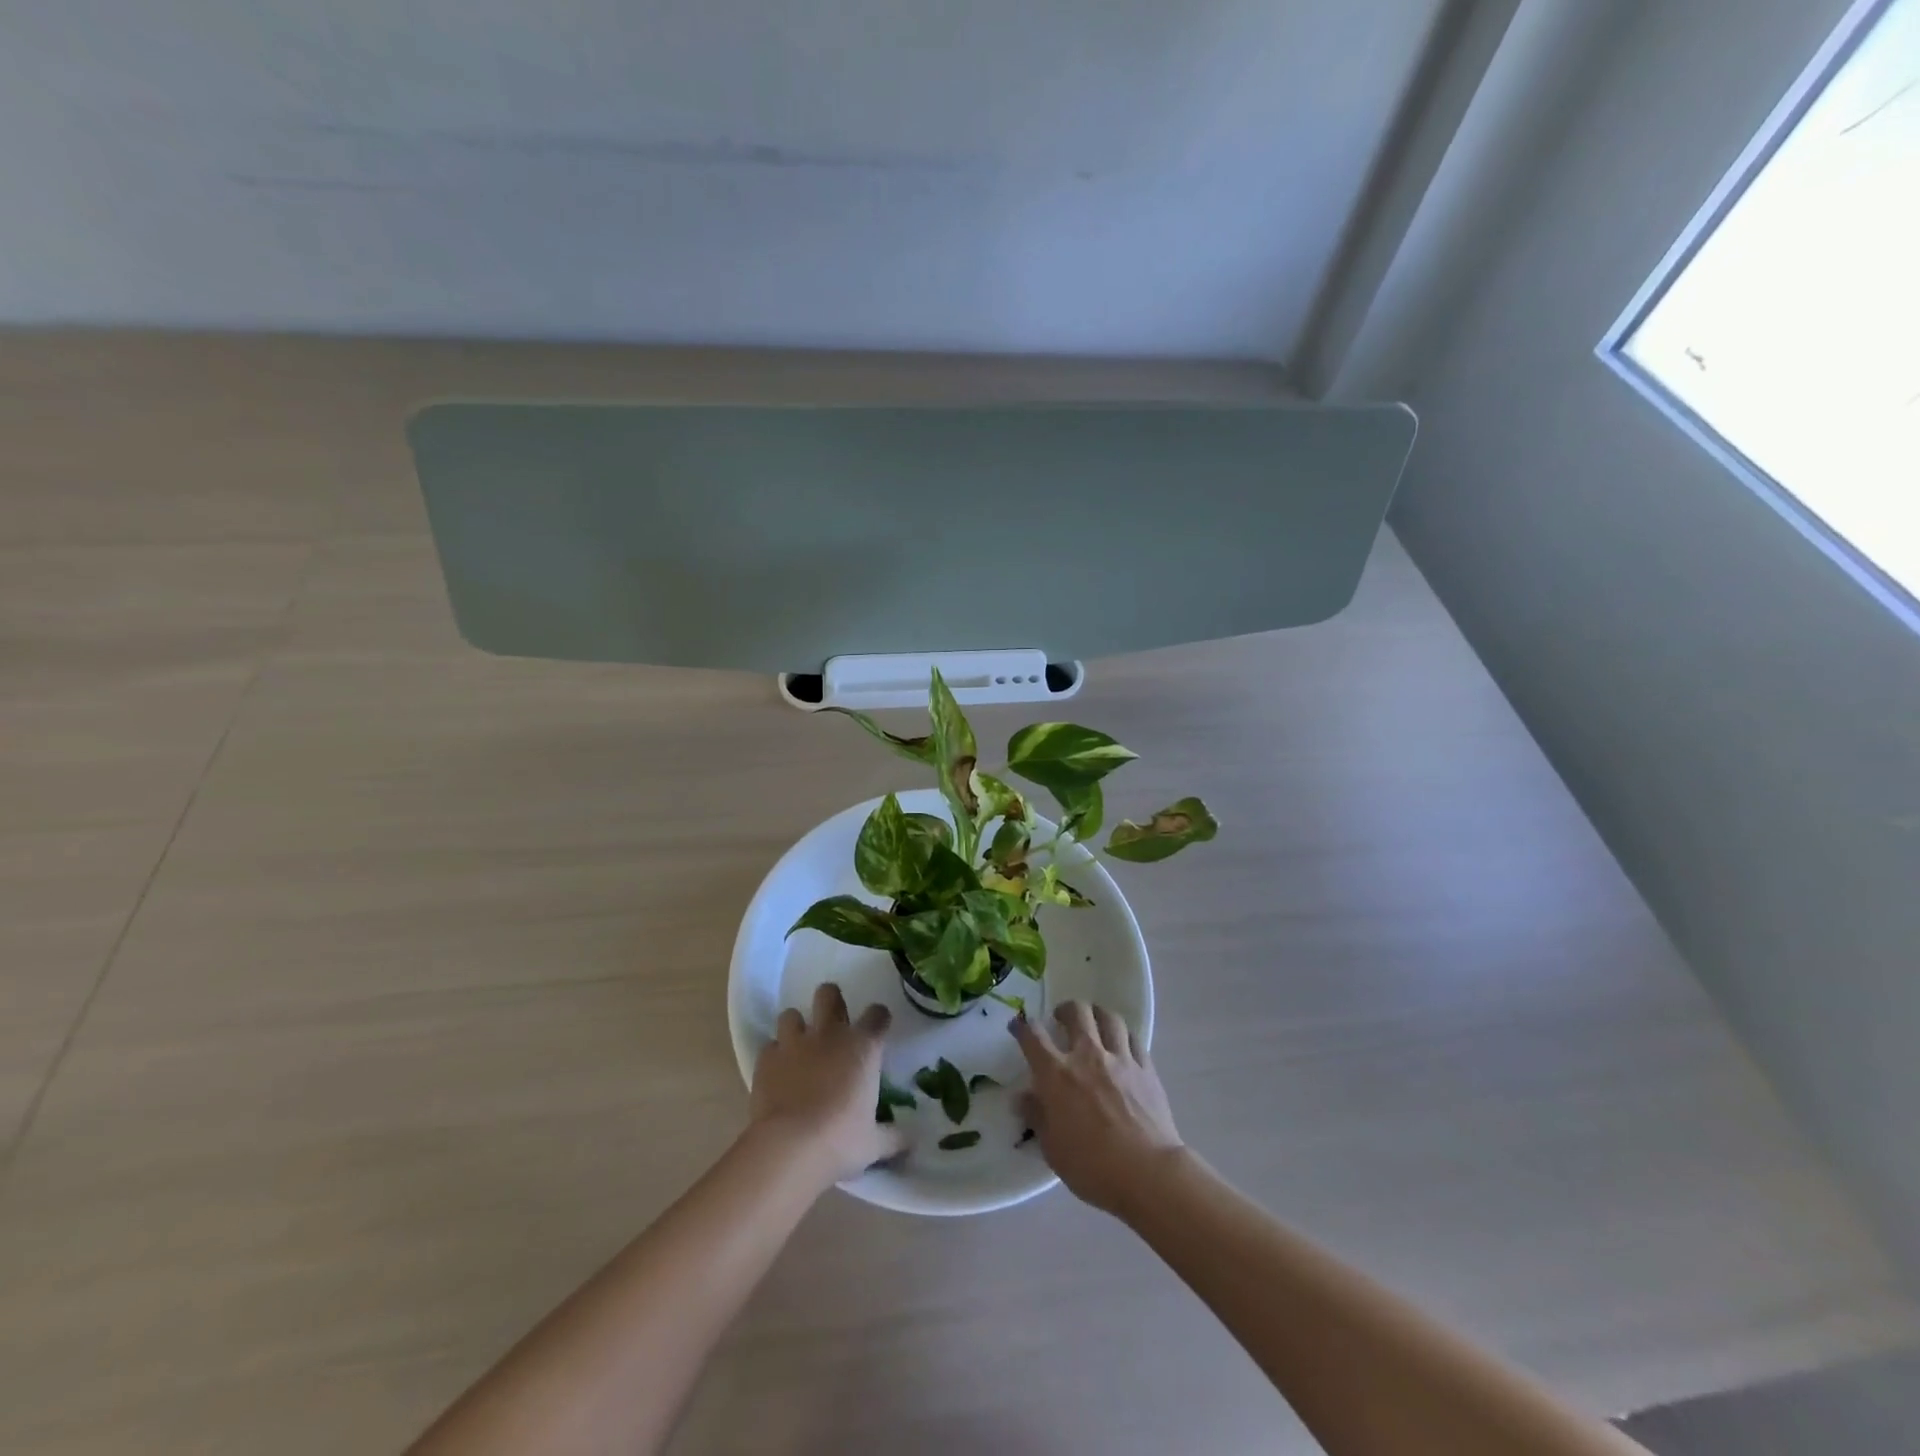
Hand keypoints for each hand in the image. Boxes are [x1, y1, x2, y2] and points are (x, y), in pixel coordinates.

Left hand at [750, 982, 903, 1183]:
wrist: (788, 1148)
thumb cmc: (840, 1141)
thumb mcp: (874, 1144)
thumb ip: (893, 1136)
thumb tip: (912, 1141)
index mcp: (863, 1048)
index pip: (877, 1015)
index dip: (879, 1018)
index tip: (879, 1027)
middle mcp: (829, 1035)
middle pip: (829, 994)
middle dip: (831, 1000)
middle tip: (834, 1020)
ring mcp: (794, 1044)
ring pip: (791, 1014)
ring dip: (797, 1026)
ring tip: (800, 1046)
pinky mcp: (766, 1060)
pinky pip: (770, 1046)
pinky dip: (775, 1056)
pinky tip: (778, 1072)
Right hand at [1011, 1000, 1183, 1216]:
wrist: (1147, 1173)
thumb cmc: (1092, 1167)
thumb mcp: (1052, 1149)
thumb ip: (1037, 1117)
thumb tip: (1022, 1098)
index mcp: (1056, 1074)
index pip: (1033, 1037)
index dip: (1023, 1027)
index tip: (1018, 1026)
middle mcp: (1087, 1055)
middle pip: (1076, 1013)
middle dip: (1065, 1010)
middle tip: (1061, 1019)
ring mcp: (1120, 1059)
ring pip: (1108, 1018)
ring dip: (1097, 1014)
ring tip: (1094, 1022)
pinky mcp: (1146, 1068)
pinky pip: (1133, 1039)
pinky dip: (1124, 1036)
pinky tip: (1122, 1045)